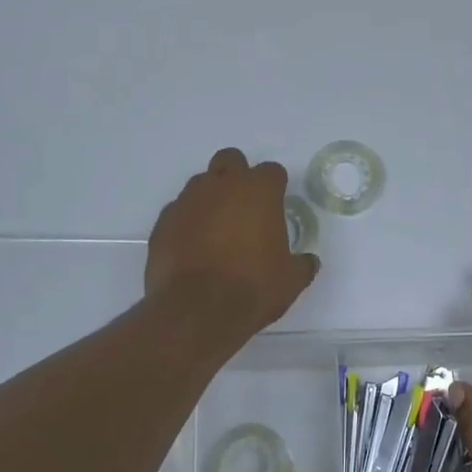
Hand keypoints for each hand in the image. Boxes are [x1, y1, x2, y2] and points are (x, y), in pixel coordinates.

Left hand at [146, 148, 319, 335]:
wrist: (196, 311)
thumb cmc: (252, 288)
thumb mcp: (290, 281)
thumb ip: (302, 264)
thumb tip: (308, 262)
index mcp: (258, 191)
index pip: (271, 171)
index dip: (275, 187)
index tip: (276, 206)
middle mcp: (221, 185)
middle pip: (230, 160)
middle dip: (238, 176)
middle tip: (244, 207)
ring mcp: (187, 201)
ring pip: (200, 183)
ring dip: (210, 198)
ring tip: (216, 230)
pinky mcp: (163, 222)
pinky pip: (178, 211)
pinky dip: (187, 223)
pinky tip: (192, 248)